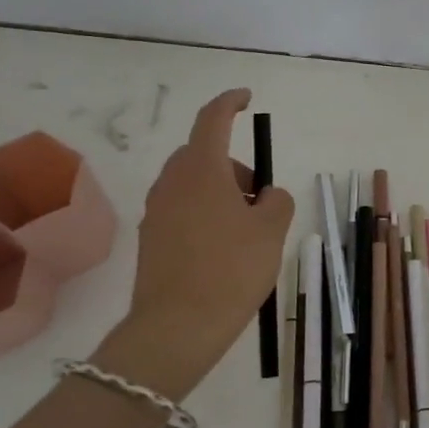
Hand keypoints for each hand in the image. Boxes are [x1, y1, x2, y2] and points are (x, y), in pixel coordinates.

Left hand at [93, 89, 293, 397]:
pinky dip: (205, 213)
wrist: (176, 328)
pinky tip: (224, 249)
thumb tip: (266, 196)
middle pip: (203, 154)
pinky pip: (182, 209)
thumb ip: (277, 201)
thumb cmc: (231, 270)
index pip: (213, 119)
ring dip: (220, 191)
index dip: (230, 102)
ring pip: (192, 184)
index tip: (246, 99)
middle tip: (260, 196)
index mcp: (202, 170)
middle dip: (233, 165)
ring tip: (246, 229)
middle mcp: (172, 183)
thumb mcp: (272, 230)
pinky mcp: (151, 239)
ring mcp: (156, 211)